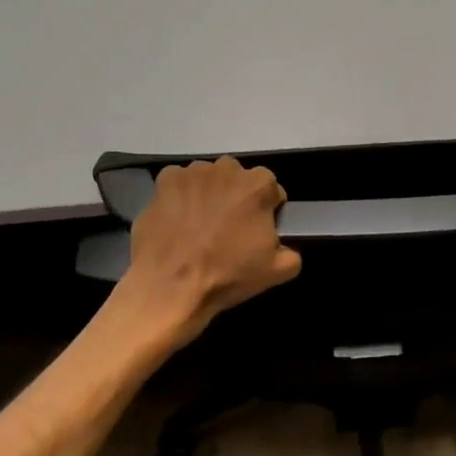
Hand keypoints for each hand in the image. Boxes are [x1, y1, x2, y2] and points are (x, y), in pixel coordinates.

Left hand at [123, 157, 301, 333]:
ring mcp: (193, 172)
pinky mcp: (164, 180)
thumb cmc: (227, 276)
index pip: (271, 189)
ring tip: (199, 225)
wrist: (171, 287)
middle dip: (236, 197)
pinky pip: (178, 182)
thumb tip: (285, 246)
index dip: (267, 210)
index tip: (257, 229)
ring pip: (208, 178)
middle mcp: (227, 168)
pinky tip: (177, 220)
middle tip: (228, 227)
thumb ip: (291, 251)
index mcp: (258, 185)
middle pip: (238, 179)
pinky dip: (179, 196)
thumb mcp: (277, 271)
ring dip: (208, 194)